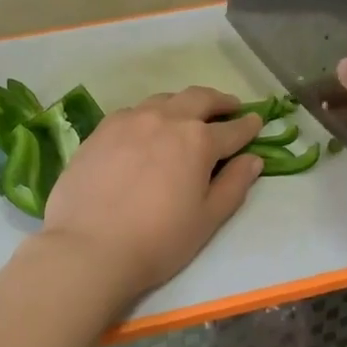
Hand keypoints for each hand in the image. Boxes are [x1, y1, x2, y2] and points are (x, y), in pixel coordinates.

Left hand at [39, 87, 264, 300]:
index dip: (248, 126)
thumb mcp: (207, 220)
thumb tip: (253, 160)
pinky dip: (149, 115)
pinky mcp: (99, 131)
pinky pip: (132, 113)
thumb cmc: (158, 241)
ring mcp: (128, 121)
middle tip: (229, 107)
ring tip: (187, 115)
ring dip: (182, 104)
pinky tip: (145, 130)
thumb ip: (233, 186)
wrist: (89, 247)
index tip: (257, 122)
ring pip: (163, 101)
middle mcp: (164, 119)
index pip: (232, 129)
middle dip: (219, 101)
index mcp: (197, 141)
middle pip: (198, 99)